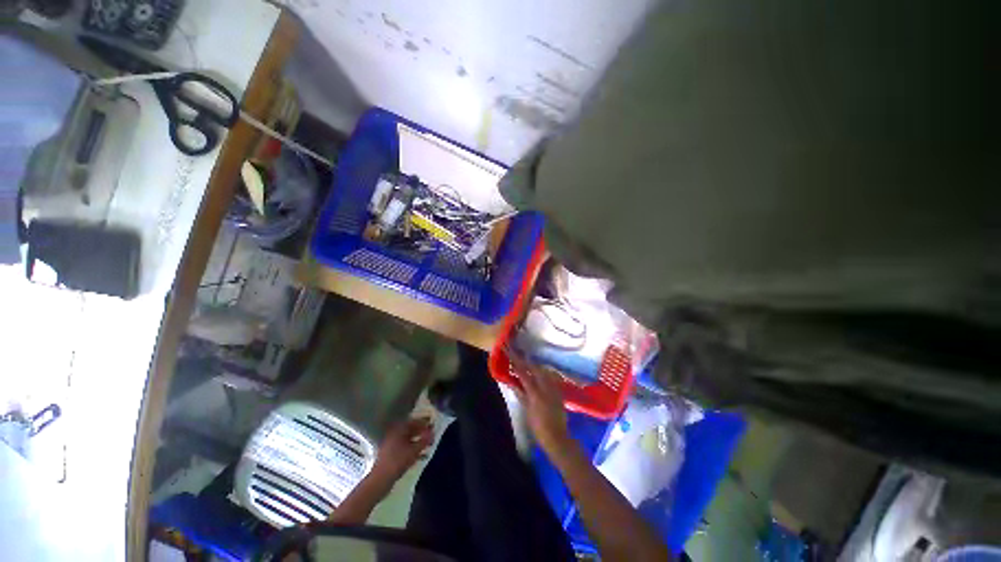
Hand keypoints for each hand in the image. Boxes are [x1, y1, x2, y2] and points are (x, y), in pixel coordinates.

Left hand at [370, 417, 433, 483]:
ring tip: (428, 445)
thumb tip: (432, 432)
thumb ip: (424, 440)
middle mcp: (394, 434)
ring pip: (408, 439)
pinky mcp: (391, 455)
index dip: (423, 422)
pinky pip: (404, 448)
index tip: (432, 423)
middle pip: (410, 430)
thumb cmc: (398, 461)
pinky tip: (421, 455)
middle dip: (421, 432)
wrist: (380, 479)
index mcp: (399, 430)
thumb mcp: (414, 450)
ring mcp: (391, 445)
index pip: (413, 421)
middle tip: (432, 434)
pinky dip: (413, 449)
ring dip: (418, 441)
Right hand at [512, 359, 571, 454]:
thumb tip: (511, 381)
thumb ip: (520, 393)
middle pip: (534, 368)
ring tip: (526, 361)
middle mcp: (545, 386)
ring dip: (534, 365)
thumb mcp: (527, 409)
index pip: (523, 372)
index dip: (515, 361)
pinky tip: (540, 372)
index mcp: (535, 391)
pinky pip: (550, 376)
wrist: (557, 436)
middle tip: (518, 354)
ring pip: (543, 370)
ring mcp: (554, 387)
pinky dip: (543, 372)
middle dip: (525, 360)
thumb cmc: (538, 426)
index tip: (509, 351)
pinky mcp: (559, 390)